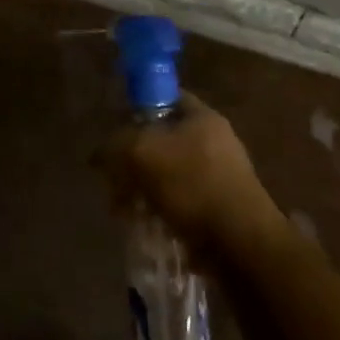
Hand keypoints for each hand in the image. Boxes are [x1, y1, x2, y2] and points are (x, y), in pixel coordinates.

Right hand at [103, 95, 297, 269]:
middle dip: (132, 158)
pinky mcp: (217, 206)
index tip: (114, 128)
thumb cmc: (192, 185)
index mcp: (202, 118)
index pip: (165, 97)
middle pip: (160, 139)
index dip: (137, 108)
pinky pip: (177, 199)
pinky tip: (143, 222)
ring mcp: (218, 175)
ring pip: (165, 172)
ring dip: (140, 187)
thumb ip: (114, 143)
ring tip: (122, 208)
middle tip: (112, 177)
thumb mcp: (141, 152)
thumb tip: (100, 153)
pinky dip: (158, 208)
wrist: (239, 242)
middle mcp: (214, 141)